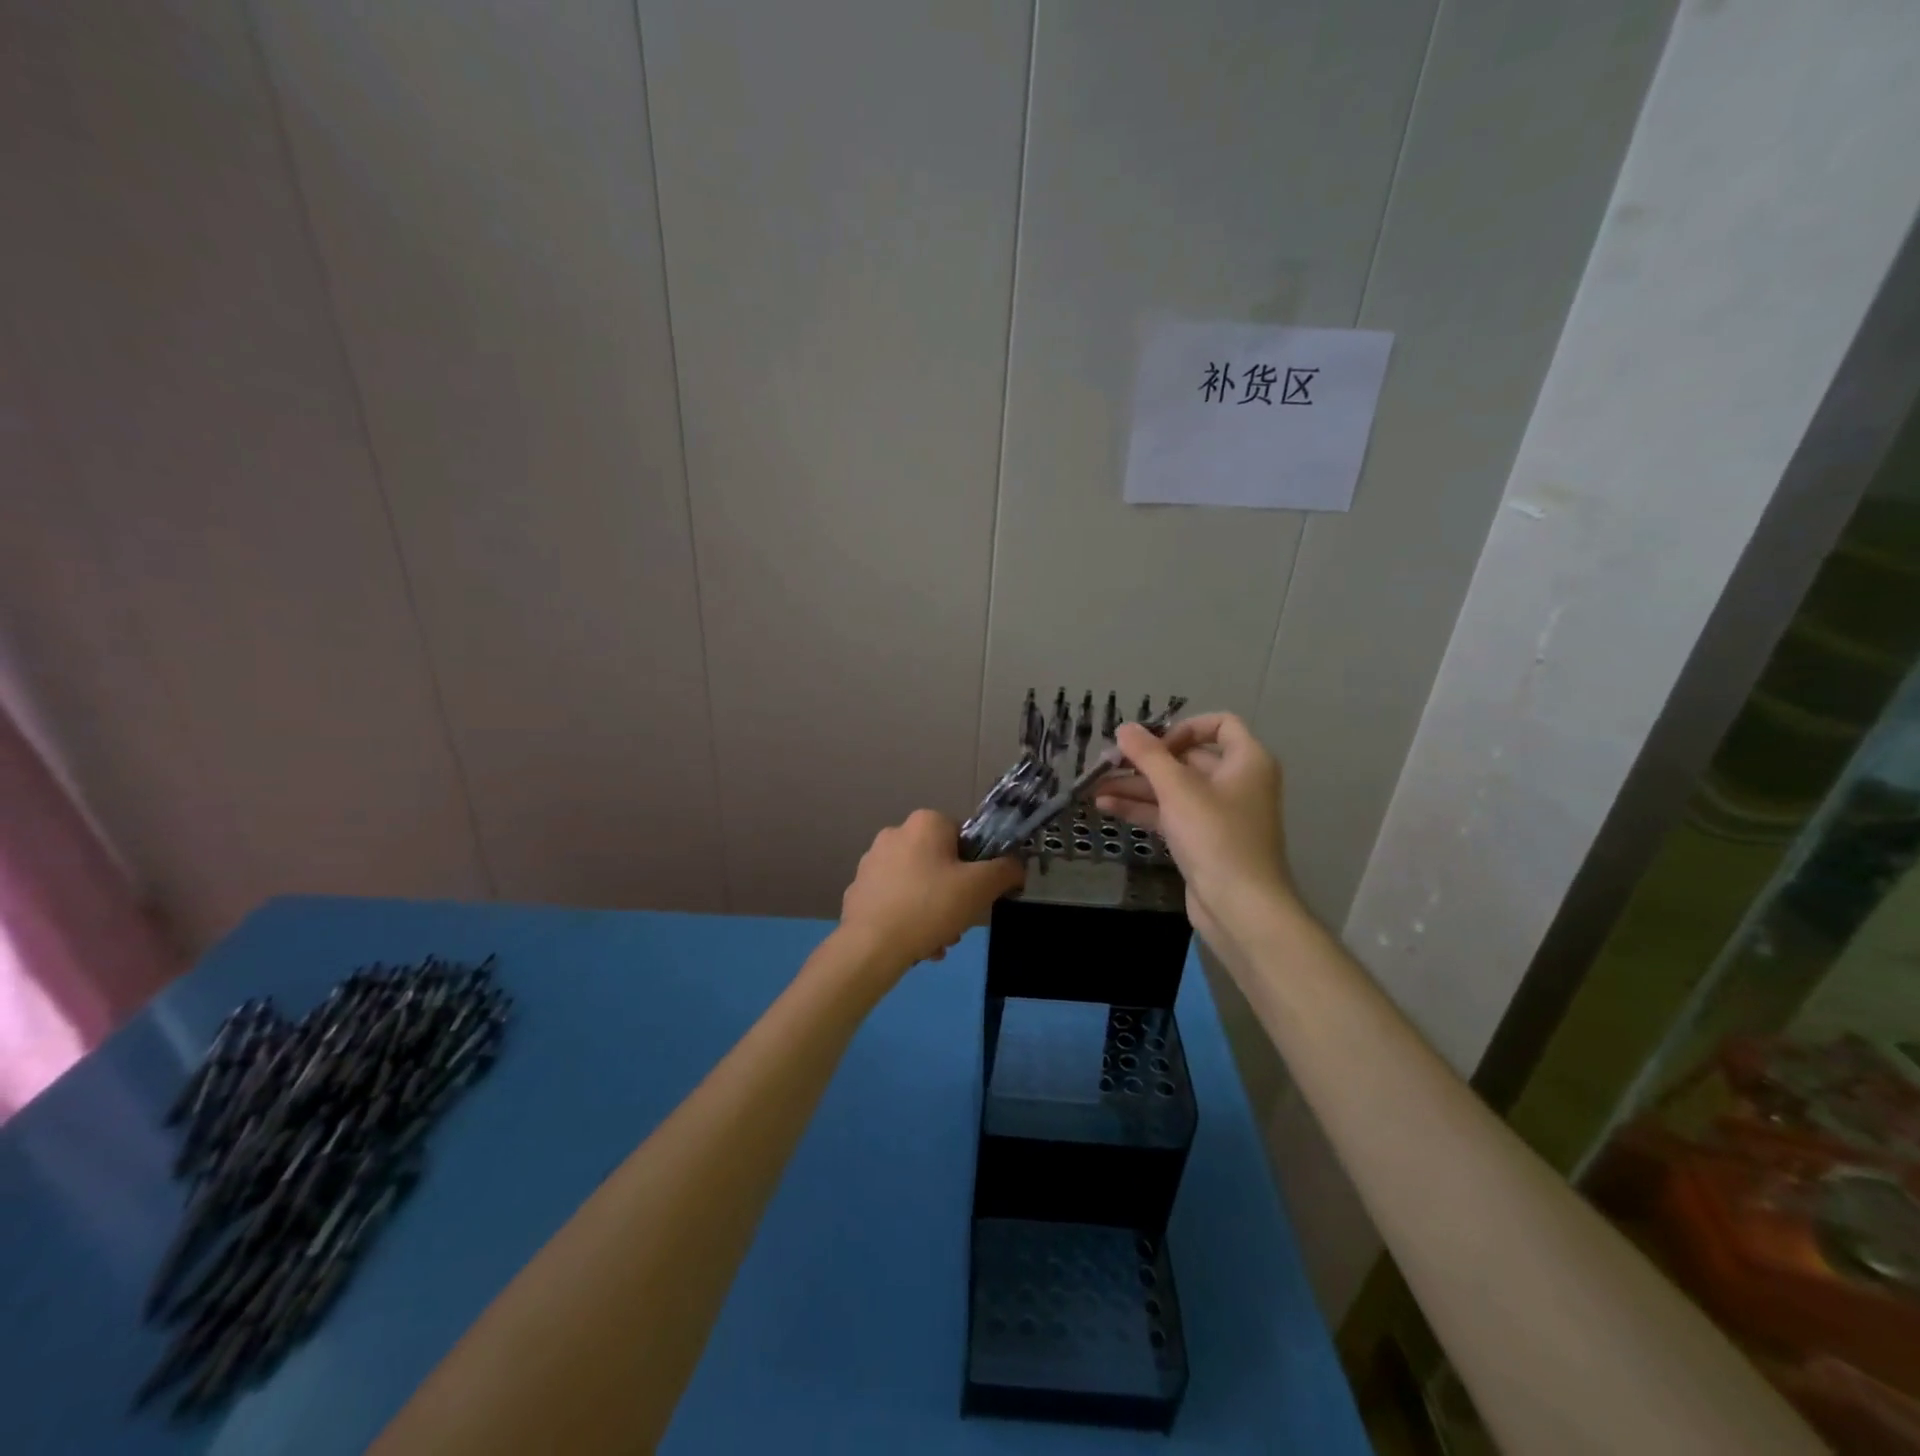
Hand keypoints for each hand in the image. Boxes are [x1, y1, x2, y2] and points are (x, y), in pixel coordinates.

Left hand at [839, 810, 1024, 974]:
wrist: (870, 946)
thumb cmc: (930, 907)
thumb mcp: (980, 887)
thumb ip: (1006, 870)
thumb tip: (1016, 865)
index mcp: (925, 822)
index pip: (964, 837)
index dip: (978, 867)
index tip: (978, 896)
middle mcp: (895, 833)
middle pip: (941, 863)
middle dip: (954, 896)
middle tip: (958, 925)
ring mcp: (871, 861)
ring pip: (919, 885)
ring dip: (934, 912)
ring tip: (936, 942)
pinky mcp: (858, 889)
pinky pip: (895, 900)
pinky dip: (908, 919)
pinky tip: (914, 945)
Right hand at [1096, 713, 1295, 961]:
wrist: (1241, 907)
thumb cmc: (1216, 837)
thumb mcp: (1178, 789)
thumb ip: (1148, 755)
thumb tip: (1124, 727)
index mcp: (1247, 761)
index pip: (1219, 724)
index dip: (1183, 728)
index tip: (1153, 744)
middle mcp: (1237, 782)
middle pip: (1188, 758)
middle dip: (1146, 761)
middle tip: (1107, 763)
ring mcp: (1220, 813)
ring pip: (1174, 789)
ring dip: (1136, 786)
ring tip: (1095, 787)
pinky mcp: (1203, 840)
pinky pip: (1171, 814)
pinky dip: (1143, 809)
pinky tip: (1106, 807)